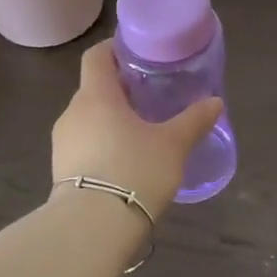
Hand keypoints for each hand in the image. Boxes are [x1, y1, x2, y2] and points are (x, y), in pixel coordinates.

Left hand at [51, 39, 223, 219]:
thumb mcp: (173, 144)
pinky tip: (125, 160)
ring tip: (140, 131)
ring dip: (110, 119)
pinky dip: (102, 143)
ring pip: (88, 119)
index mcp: (96, 96)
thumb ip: (194, 120)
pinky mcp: (61, 170)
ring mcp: (62, 143)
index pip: (96, 57)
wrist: (93, 227)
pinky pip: (84, 145)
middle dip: (119, 90)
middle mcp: (72, 113)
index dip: (113, 49)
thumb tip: (215, 102)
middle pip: (93, 89)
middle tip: (149, 96)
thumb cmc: (135, 170)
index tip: (135, 53)